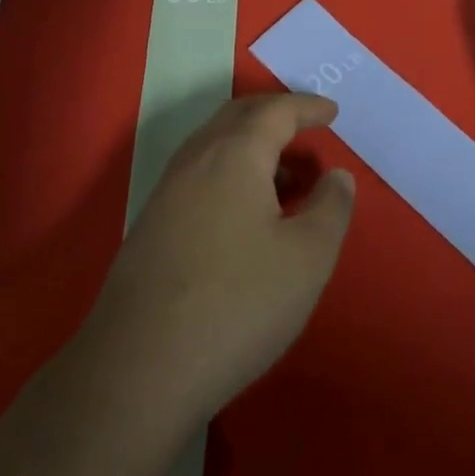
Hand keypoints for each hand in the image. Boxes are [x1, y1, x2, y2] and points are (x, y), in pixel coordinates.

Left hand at [89, 94, 354, 422]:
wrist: (139, 369)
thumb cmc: (238, 303)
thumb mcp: (308, 257)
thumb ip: (331, 207)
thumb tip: (336, 175)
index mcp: (234, 155)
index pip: (275, 111)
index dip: (307, 107)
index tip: (332, 112)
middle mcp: (194, 162)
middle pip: (236, 117)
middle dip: (275, 114)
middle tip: (307, 128)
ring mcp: (165, 194)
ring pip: (212, 146)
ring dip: (250, 145)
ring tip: (285, 175)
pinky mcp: (150, 228)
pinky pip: (198, 176)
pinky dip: (230, 172)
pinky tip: (244, 213)